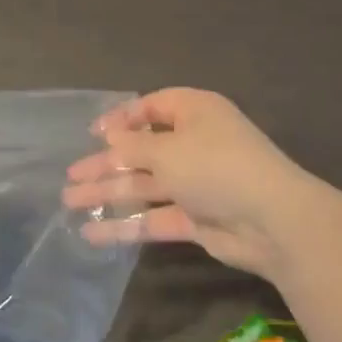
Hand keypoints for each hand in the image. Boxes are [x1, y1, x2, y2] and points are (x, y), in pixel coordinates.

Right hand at [61, 88, 313, 278]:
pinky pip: (153, 217)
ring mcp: (195, 183)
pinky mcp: (195, 218)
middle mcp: (194, 143)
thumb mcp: (168, 149)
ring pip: (144, 185)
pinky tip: (93, 234)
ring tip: (70, 203)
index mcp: (195, 112)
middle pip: (142, 150)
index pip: (152, 106)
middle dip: (106, 163)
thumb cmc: (216, 166)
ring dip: (108, 193)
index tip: (92, 134)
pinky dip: (125, 225)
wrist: (271, 221)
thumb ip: (133, 144)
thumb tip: (109, 136)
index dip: (121, 118)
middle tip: (71, 177)